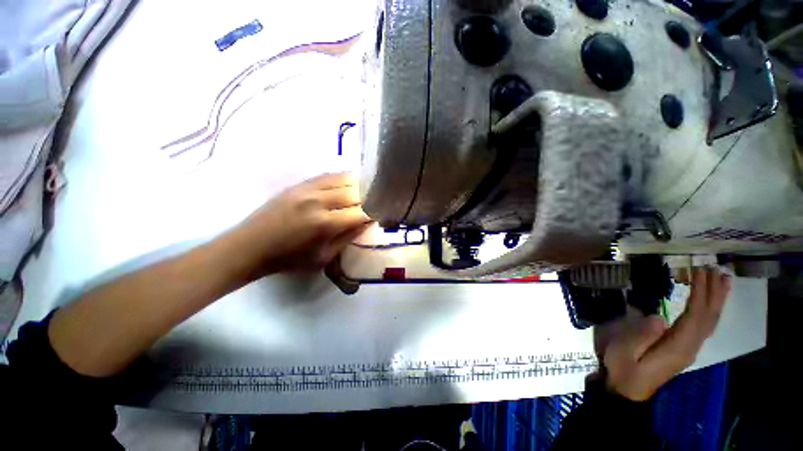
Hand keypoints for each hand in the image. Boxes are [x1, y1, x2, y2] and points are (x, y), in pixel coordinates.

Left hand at [232, 172, 371, 275]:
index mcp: (325, 224)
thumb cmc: (289, 259)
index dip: (374, 212)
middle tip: (376, 202)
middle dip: (370, 197)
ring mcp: (308, 189)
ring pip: (343, 179)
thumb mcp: (323, 258)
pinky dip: (342, 178)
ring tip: (367, 190)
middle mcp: (319, 201)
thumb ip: (347, 238)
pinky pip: (328, 175)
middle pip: (355, 192)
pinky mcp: (299, 184)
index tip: (381, 215)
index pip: (361, 212)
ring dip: (358, 185)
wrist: (251, 246)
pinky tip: (348, 183)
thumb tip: (366, 223)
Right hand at [595, 267, 731, 400]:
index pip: (696, 316)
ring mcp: (689, 348)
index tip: (699, 271)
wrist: (627, 390)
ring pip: (709, 322)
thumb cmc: (623, 368)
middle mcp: (690, 346)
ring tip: (722, 279)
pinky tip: (710, 303)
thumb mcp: (624, 352)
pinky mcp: (684, 348)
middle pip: (708, 317)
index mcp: (678, 347)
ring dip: (717, 300)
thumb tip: (659, 317)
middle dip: (714, 292)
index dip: (701, 293)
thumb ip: (641, 336)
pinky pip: (703, 326)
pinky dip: (710, 311)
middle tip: (715, 268)